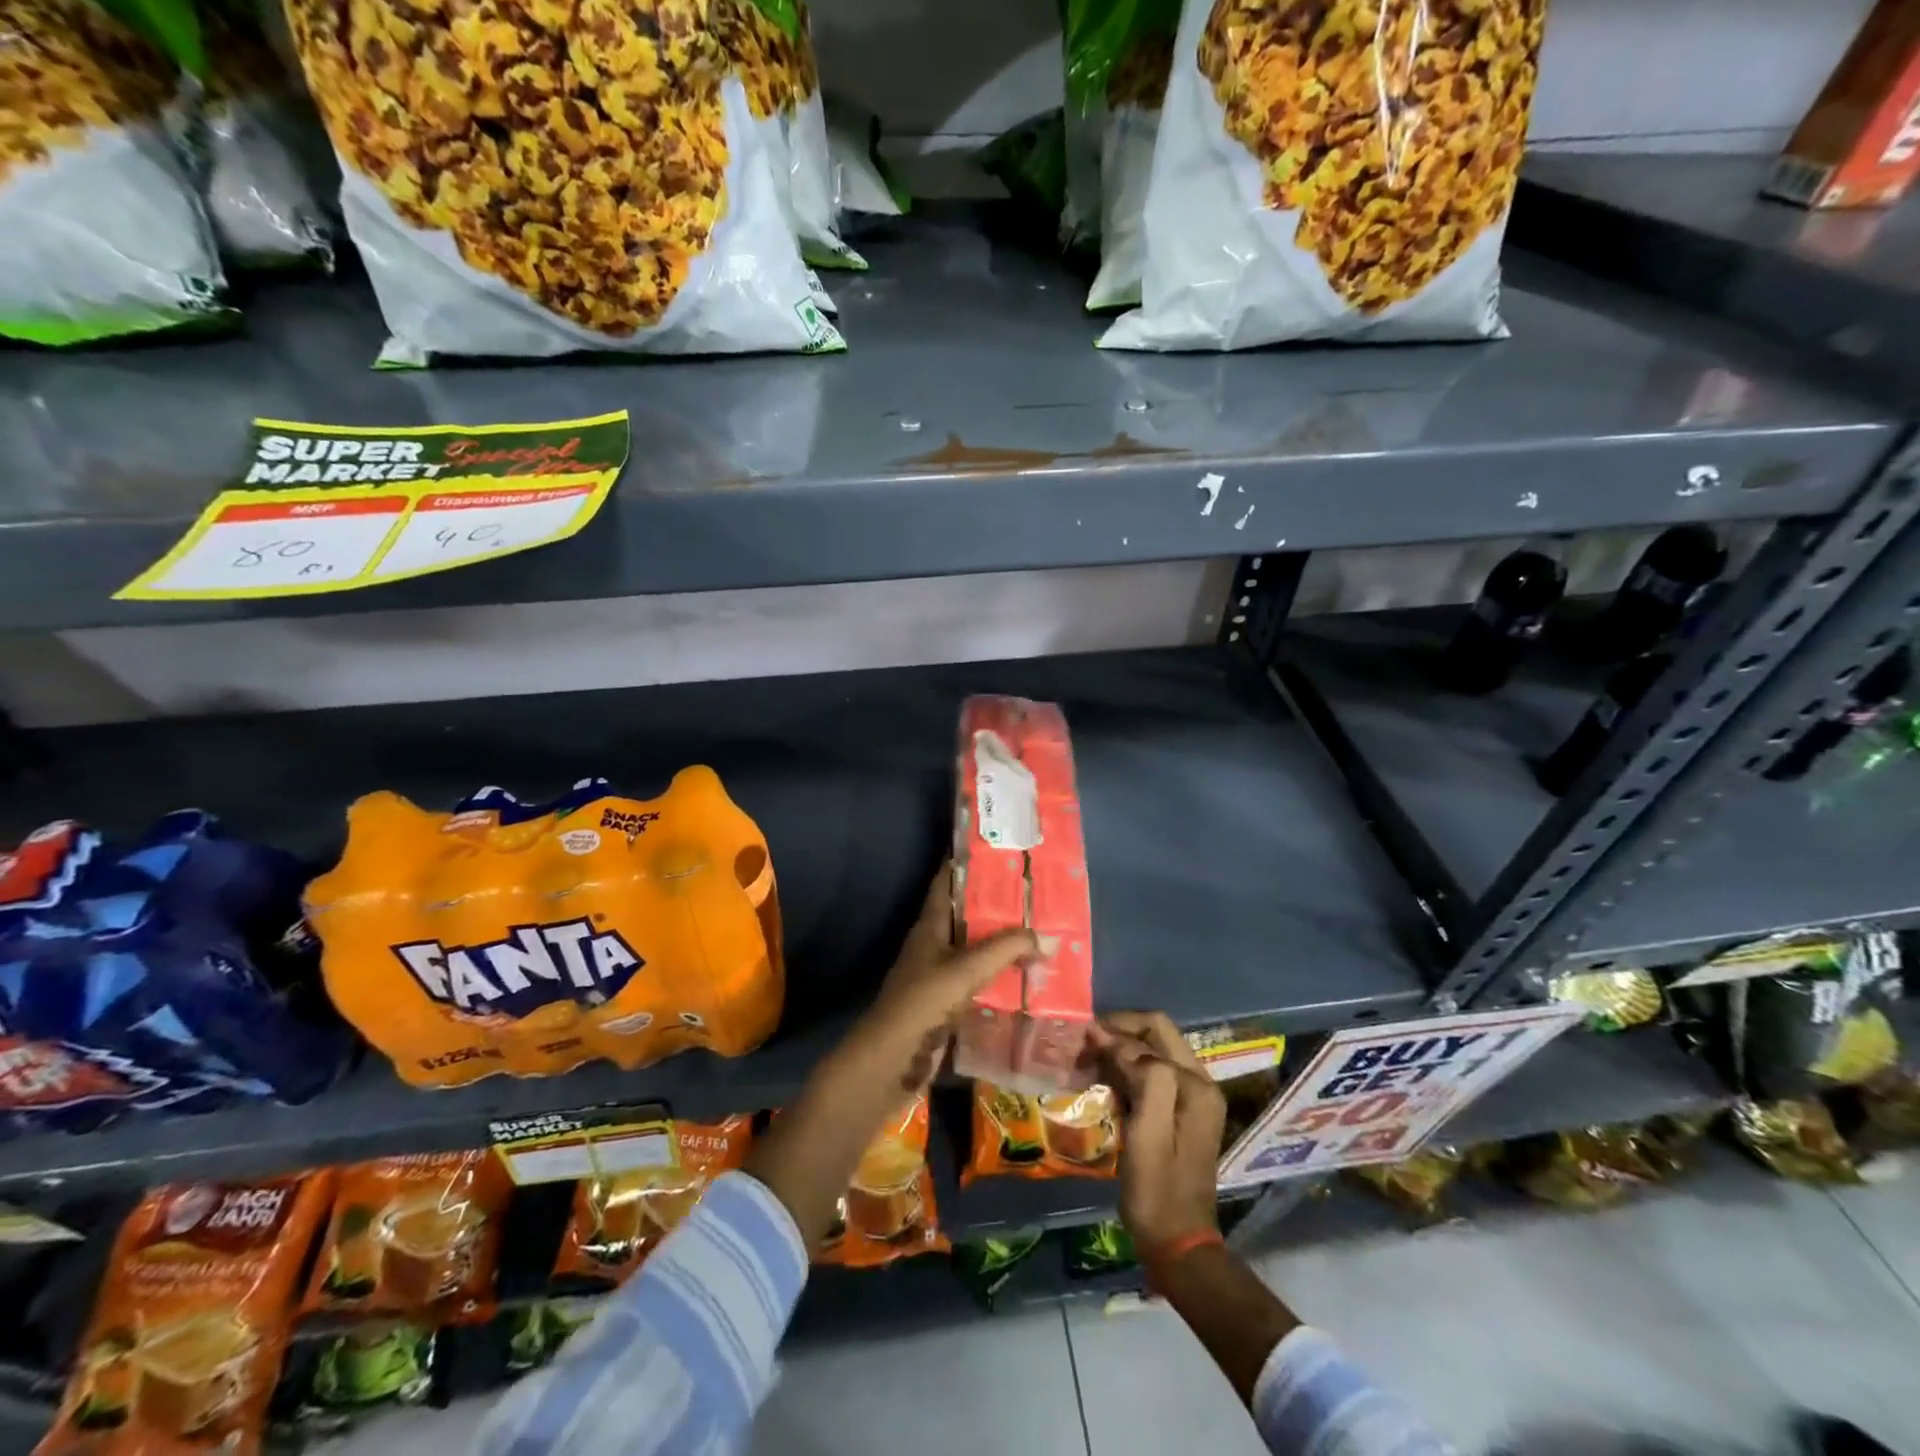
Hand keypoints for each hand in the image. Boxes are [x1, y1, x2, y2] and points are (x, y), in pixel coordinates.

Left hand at [744, 866, 1038, 1250]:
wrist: (889, 1063)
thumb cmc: (921, 1005)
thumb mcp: (964, 971)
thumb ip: (1004, 949)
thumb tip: (1043, 936)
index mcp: (929, 926)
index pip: (946, 882)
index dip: (967, 863)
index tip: (999, 849)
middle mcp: (933, 945)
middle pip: (966, 915)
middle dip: (996, 904)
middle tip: (1035, 893)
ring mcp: (939, 975)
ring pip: (975, 949)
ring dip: (1001, 942)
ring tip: (1040, 932)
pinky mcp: (946, 1005)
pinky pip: (978, 981)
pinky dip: (999, 976)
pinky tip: (1026, 979)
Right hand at [1096, 1011, 1226, 1251]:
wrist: (1176, 1243)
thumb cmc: (1158, 1190)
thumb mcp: (1148, 1133)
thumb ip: (1142, 1077)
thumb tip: (1111, 1036)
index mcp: (1195, 1084)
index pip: (1153, 1029)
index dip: (1116, 1027)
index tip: (1081, 1037)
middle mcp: (1198, 1082)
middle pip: (1154, 1035)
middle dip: (1116, 1033)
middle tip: (1082, 1045)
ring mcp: (1189, 1097)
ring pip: (1149, 1052)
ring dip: (1117, 1051)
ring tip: (1085, 1061)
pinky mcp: (1177, 1112)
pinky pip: (1148, 1074)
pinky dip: (1123, 1071)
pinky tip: (1100, 1083)